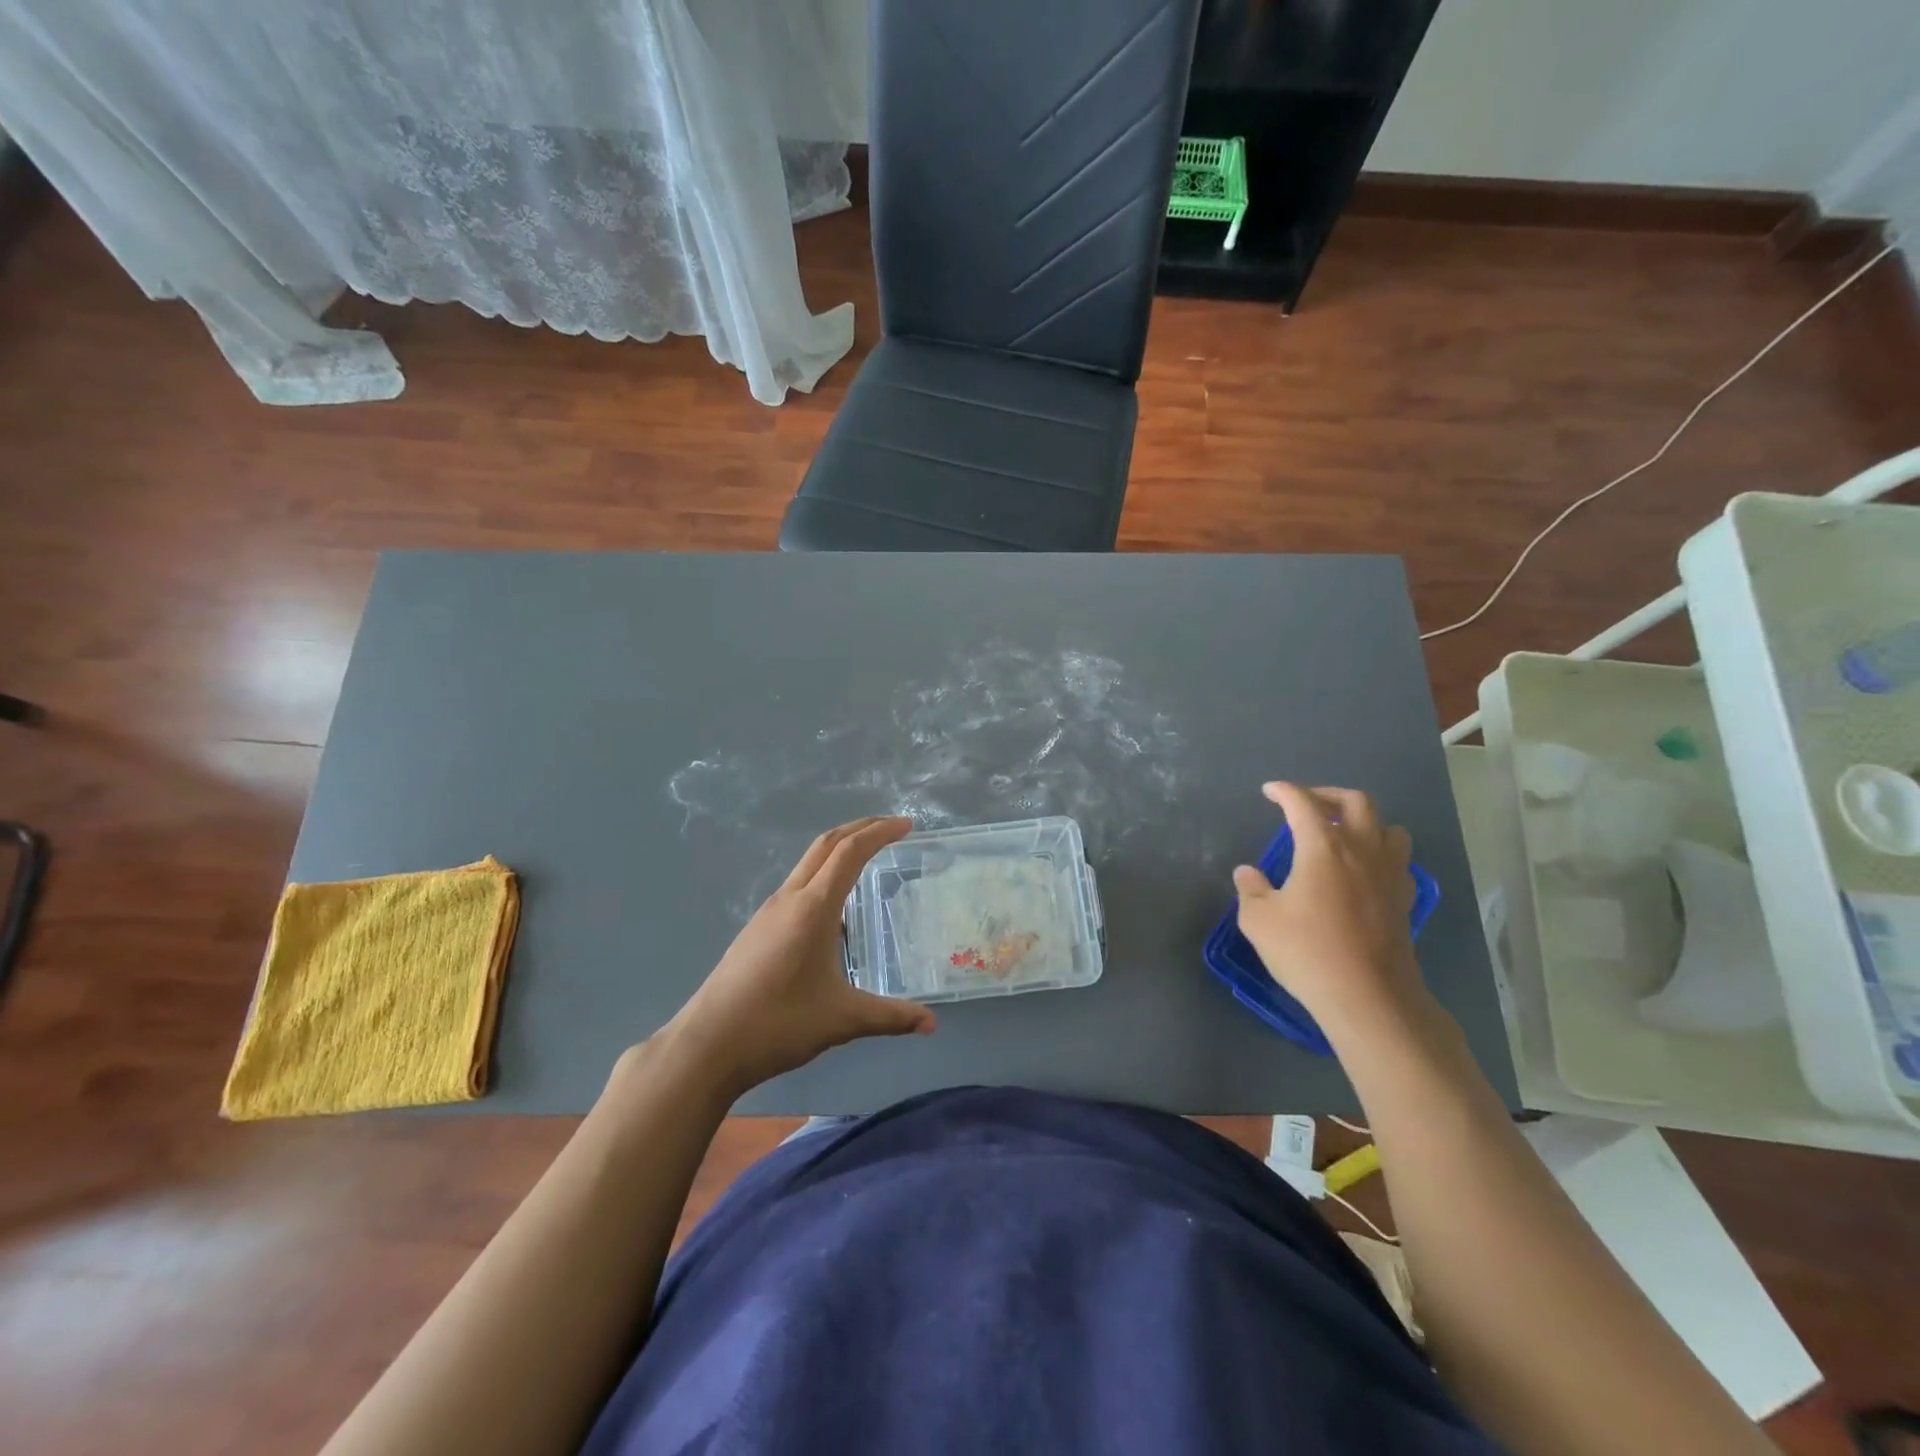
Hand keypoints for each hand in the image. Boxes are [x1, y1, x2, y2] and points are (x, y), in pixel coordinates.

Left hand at [664, 816, 935, 1097]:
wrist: (707, 1044)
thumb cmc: (778, 1023)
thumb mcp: (843, 1019)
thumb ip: (891, 1016)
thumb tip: (932, 1024)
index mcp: (814, 907)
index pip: (851, 852)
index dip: (880, 833)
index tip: (907, 825)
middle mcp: (790, 898)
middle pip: (827, 844)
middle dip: (861, 828)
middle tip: (893, 828)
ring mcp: (769, 911)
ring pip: (809, 863)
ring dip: (840, 850)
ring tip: (868, 860)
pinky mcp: (758, 928)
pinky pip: (797, 885)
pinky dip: (823, 875)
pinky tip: (835, 910)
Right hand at [1232, 782, 1430, 1045]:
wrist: (1368, 996)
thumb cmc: (1307, 952)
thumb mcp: (1260, 920)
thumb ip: (1250, 889)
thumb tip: (1247, 872)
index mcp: (1323, 847)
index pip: (1303, 803)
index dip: (1284, 791)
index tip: (1270, 791)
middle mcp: (1362, 850)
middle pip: (1356, 801)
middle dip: (1328, 795)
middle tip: (1307, 805)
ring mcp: (1389, 874)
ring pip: (1388, 827)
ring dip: (1363, 821)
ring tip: (1341, 833)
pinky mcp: (1404, 899)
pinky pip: (1397, 860)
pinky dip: (1380, 853)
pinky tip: (1363, 871)